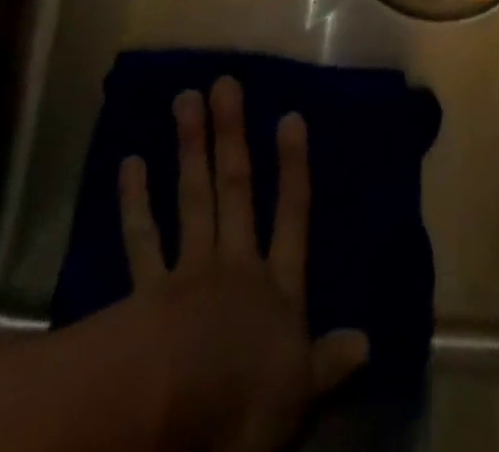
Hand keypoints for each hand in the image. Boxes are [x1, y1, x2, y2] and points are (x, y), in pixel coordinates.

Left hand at [119, 78, 367, 451]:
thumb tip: (367, 342)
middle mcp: (234, 266)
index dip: (293, 168)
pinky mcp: (147, 293)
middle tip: (224, 83)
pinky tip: (131, 162)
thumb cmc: (244, 403)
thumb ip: (329, 363)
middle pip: (234, 190)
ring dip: (189, 148)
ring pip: (192, 199)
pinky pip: (142, 239)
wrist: (174, 415)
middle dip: (231, 136)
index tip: (289, 117)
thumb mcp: (299, 393)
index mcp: (275, 288)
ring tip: (184, 98)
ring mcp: (188, 272)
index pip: (292, 216)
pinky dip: (136, 202)